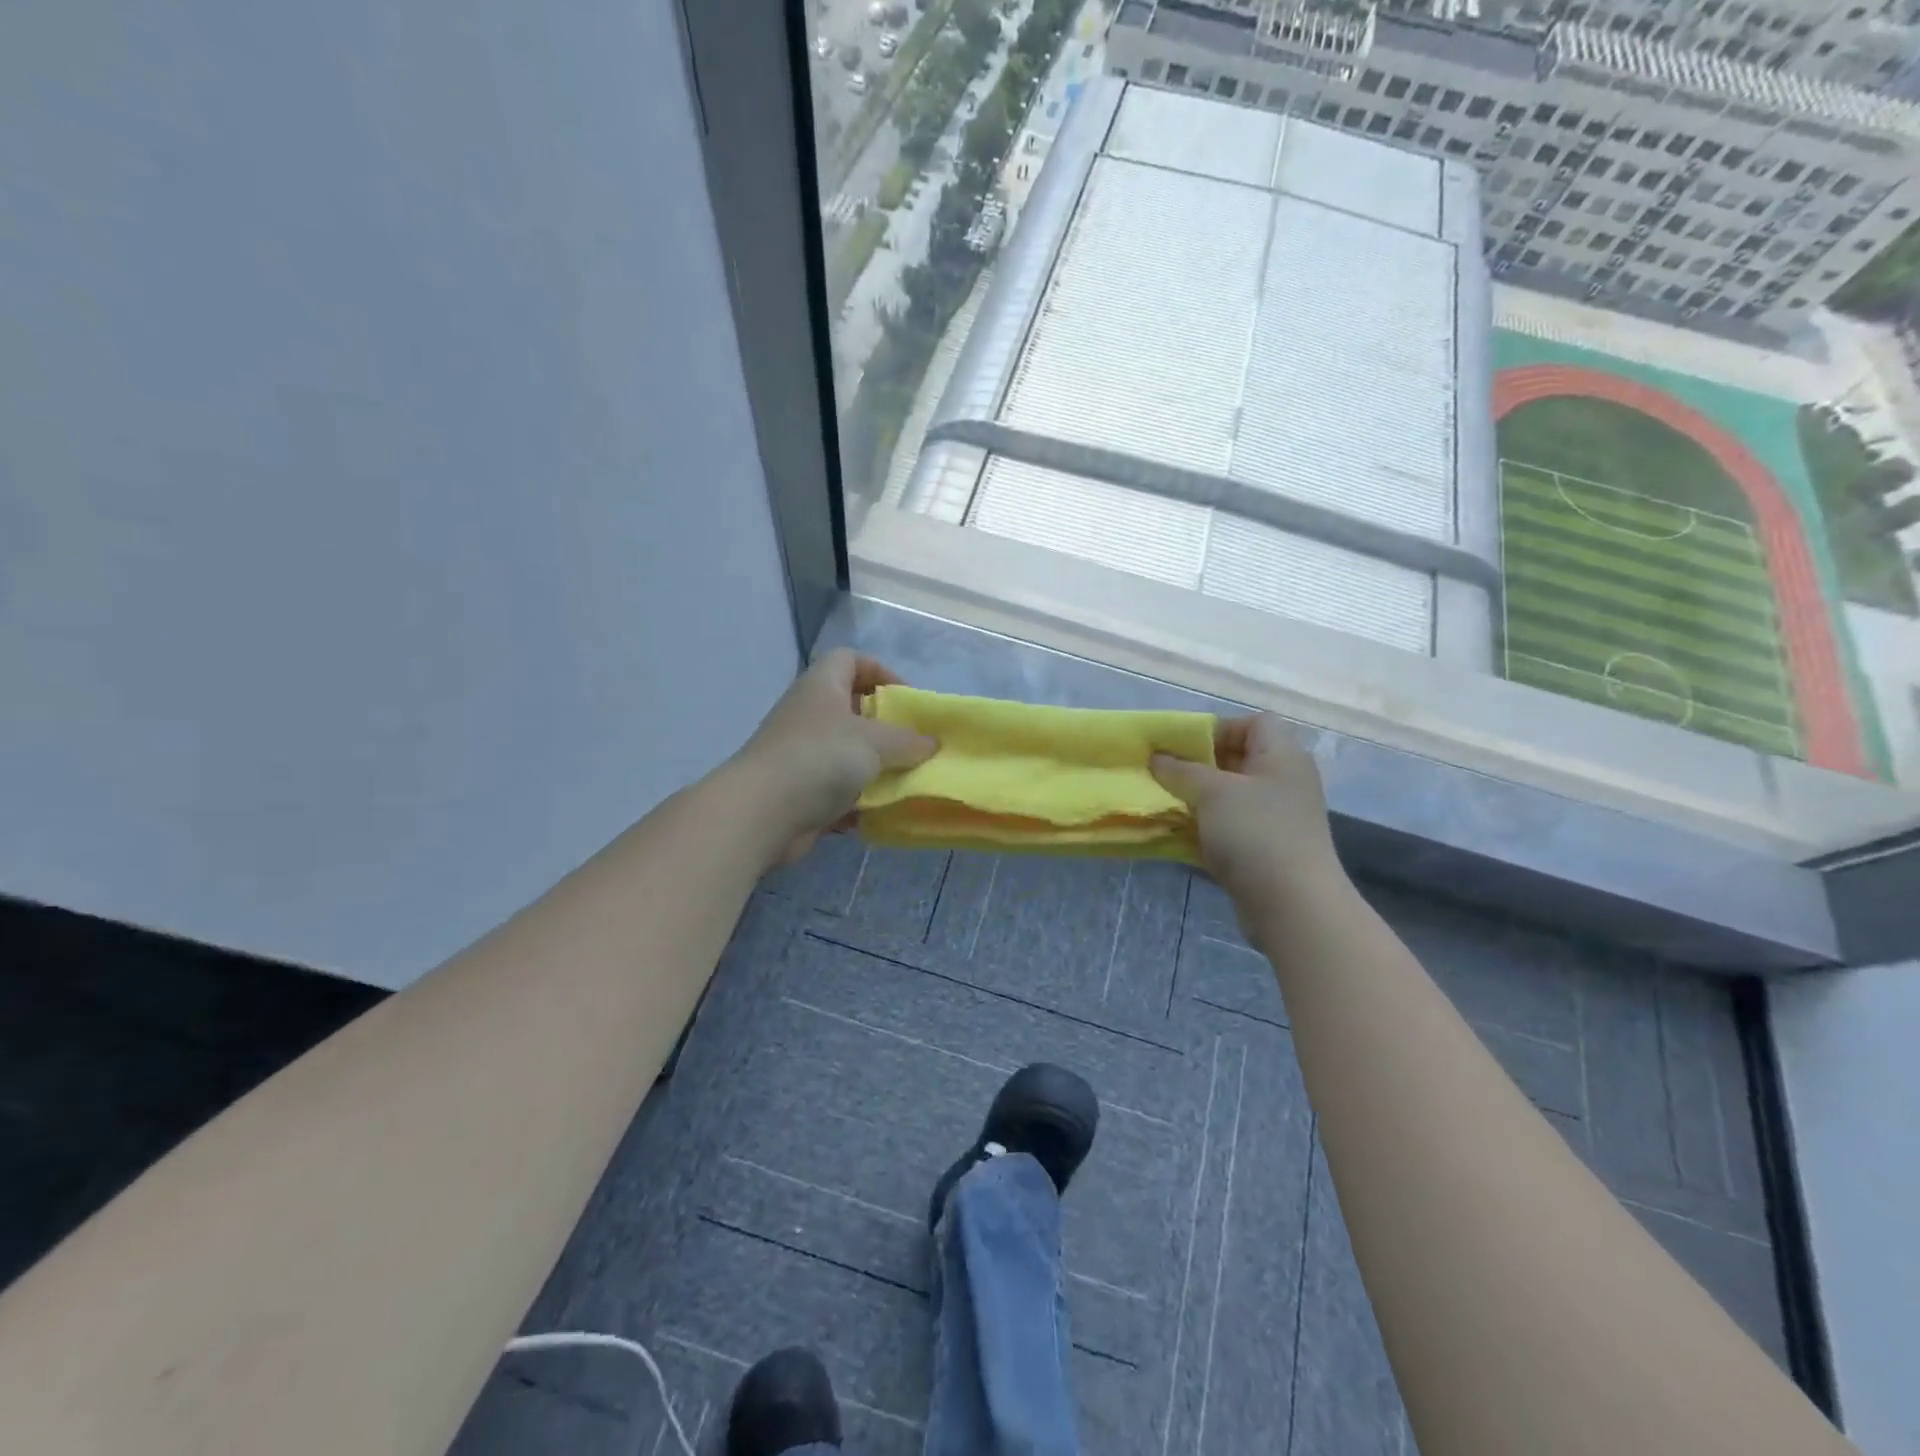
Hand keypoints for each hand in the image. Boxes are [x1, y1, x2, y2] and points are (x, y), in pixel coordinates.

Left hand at [732, 650, 937, 865]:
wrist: (762, 812)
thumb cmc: (821, 758)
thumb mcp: (876, 742)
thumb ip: (909, 740)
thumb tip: (931, 743)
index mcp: (821, 686)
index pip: (850, 659)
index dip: (880, 671)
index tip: (906, 699)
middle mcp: (808, 714)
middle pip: (851, 709)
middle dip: (885, 727)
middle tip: (912, 744)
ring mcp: (801, 754)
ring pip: (846, 753)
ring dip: (875, 767)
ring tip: (904, 780)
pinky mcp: (799, 791)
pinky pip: (836, 789)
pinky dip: (858, 799)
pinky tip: (880, 811)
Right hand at [1151, 715, 1342, 906]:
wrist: (1293, 905)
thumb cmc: (1256, 833)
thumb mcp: (1212, 792)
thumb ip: (1181, 770)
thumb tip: (1157, 757)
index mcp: (1282, 756)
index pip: (1253, 723)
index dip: (1217, 729)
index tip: (1183, 748)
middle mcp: (1283, 781)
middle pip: (1237, 758)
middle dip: (1198, 765)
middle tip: (1164, 774)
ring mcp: (1276, 817)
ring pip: (1229, 795)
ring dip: (1197, 798)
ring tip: (1165, 803)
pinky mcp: (1266, 848)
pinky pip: (1230, 826)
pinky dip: (1205, 826)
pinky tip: (1178, 833)